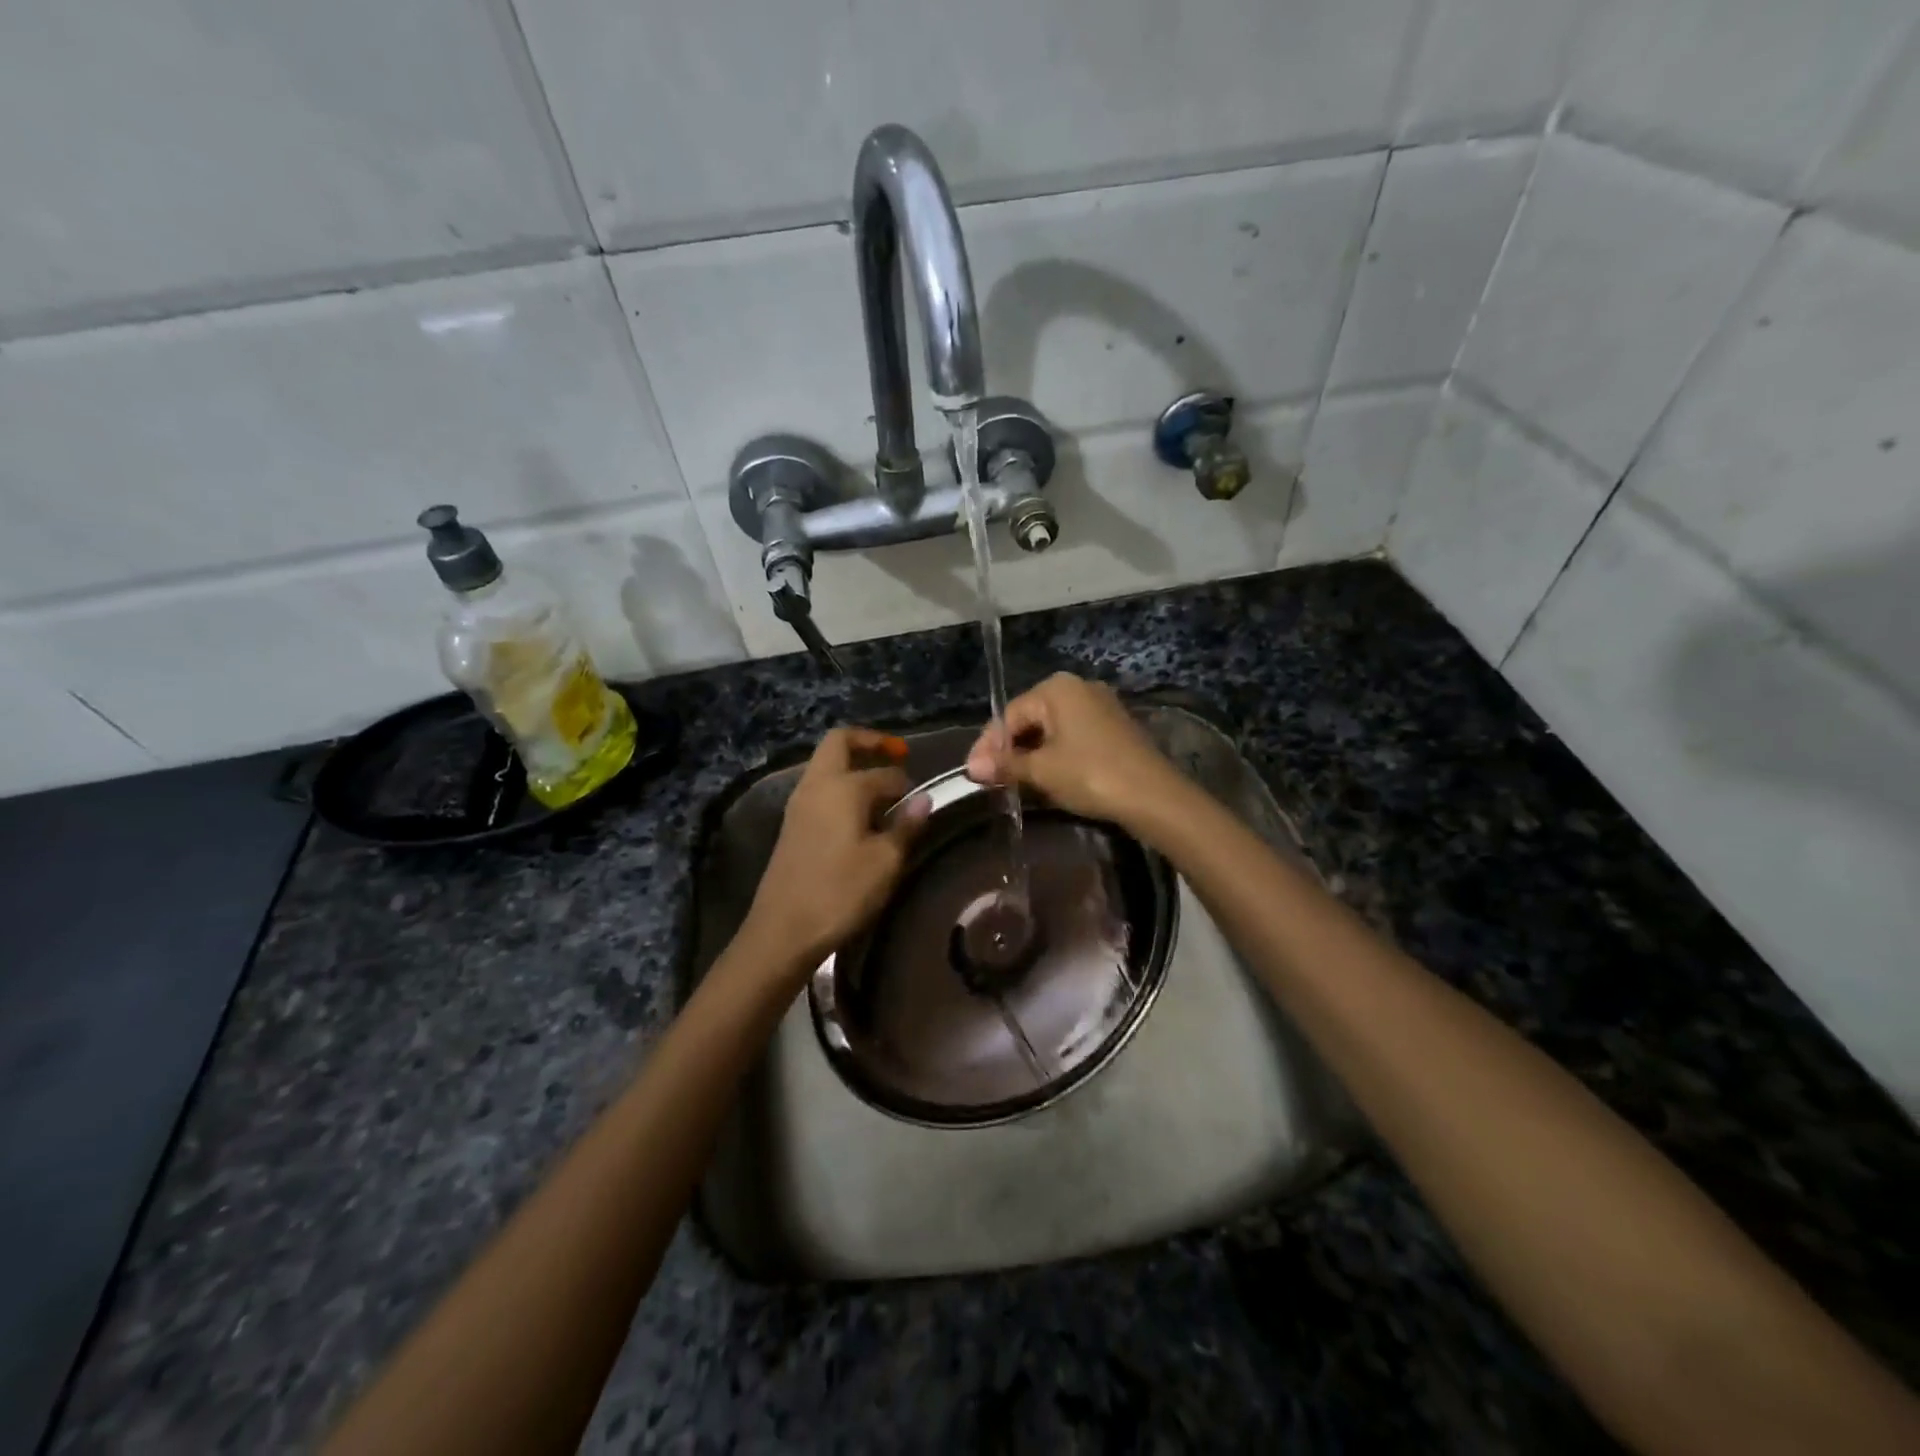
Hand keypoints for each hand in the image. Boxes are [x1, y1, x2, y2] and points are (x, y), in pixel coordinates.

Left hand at [742, 727, 930, 970]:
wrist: (783, 930)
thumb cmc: (840, 892)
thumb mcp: (886, 862)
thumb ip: (907, 825)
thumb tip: (923, 799)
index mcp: (843, 787)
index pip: (885, 773)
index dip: (907, 782)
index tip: (922, 798)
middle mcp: (817, 784)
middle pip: (840, 742)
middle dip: (870, 742)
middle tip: (897, 755)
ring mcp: (799, 802)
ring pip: (826, 763)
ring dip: (853, 764)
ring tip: (882, 790)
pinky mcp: (792, 823)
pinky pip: (819, 786)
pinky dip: (841, 785)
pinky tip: (859, 814)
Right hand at [964, 673, 1183, 828]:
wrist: (1153, 795)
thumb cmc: (1090, 774)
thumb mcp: (1042, 770)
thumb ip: (1006, 765)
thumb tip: (971, 768)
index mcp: (1056, 688)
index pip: (1009, 715)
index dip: (988, 746)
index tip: (973, 773)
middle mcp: (1078, 687)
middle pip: (1030, 718)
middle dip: (1009, 749)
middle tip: (990, 779)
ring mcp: (1100, 705)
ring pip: (1051, 729)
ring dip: (1030, 754)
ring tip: (1013, 781)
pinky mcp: (1114, 727)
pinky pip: (1072, 736)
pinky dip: (1054, 754)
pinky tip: (1045, 776)